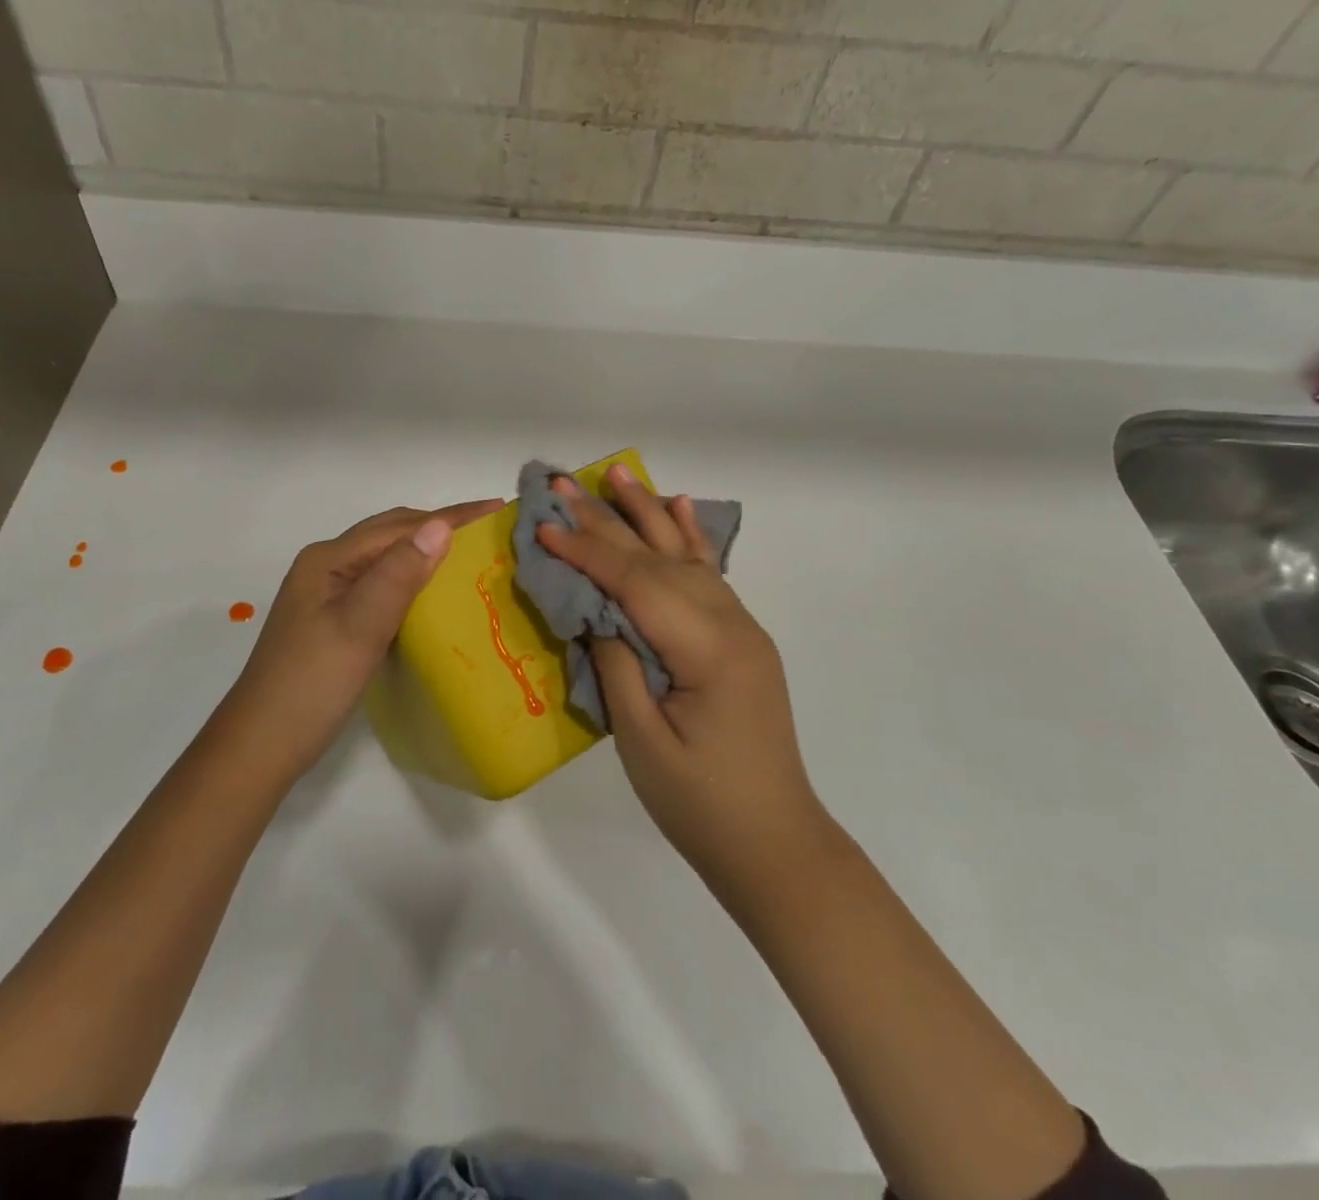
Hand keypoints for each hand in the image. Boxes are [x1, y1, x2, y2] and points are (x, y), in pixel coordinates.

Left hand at [224, 500, 503, 780]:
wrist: (262, 746)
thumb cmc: (312, 684)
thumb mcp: (360, 626)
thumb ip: (398, 573)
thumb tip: (440, 525)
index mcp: (329, 559)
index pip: (400, 526)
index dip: (451, 516)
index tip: (498, 508)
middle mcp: (327, 567)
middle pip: (391, 534)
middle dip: (440, 526)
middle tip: (490, 530)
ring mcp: (328, 595)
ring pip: (387, 559)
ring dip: (427, 552)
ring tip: (471, 554)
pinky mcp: (334, 620)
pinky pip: (382, 585)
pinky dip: (413, 580)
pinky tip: (434, 594)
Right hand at [537, 467, 821, 887]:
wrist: (774, 843)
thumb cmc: (700, 804)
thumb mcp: (642, 742)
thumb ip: (617, 665)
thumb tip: (596, 611)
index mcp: (707, 650)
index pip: (636, 583)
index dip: (587, 551)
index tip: (544, 525)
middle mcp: (731, 624)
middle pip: (659, 559)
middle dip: (608, 520)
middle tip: (565, 483)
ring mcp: (742, 628)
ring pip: (687, 556)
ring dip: (648, 514)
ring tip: (618, 474)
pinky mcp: (741, 639)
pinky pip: (711, 576)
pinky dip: (691, 538)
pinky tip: (680, 508)